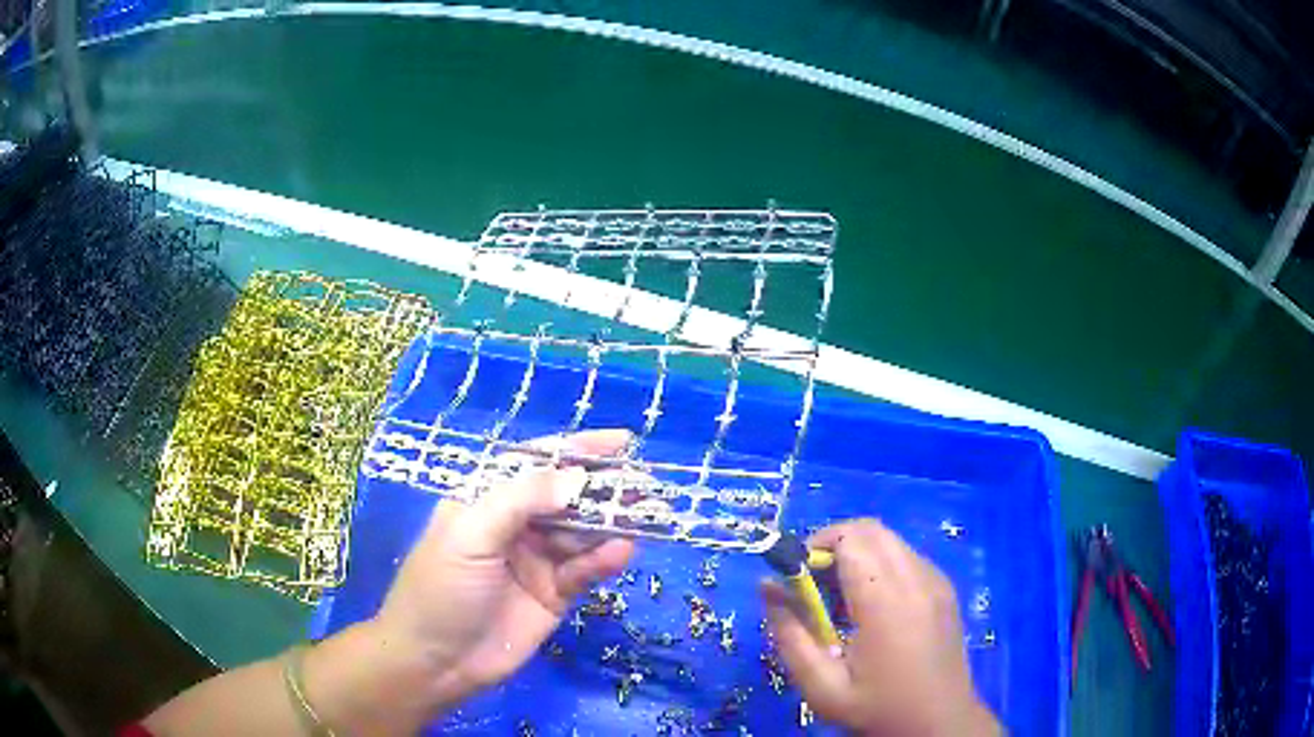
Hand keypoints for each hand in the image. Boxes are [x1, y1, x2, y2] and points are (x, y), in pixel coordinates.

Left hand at [372, 429, 636, 712]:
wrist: (436, 662)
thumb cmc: (441, 589)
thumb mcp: (471, 535)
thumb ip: (521, 501)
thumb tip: (577, 476)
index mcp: (486, 499)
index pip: (535, 463)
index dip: (576, 450)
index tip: (621, 442)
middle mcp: (515, 524)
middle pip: (566, 497)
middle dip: (603, 488)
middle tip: (645, 483)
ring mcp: (537, 559)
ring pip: (582, 533)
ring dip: (611, 523)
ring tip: (647, 514)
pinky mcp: (555, 594)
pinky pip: (585, 569)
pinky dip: (604, 559)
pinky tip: (621, 552)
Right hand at [761, 519, 999, 735]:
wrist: (939, 723)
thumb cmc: (877, 708)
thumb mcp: (821, 685)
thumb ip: (789, 634)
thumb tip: (767, 586)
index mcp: (887, 601)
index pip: (850, 538)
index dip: (815, 547)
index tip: (796, 580)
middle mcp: (917, 578)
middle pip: (870, 530)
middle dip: (833, 545)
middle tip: (814, 587)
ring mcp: (936, 580)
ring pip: (890, 540)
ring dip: (858, 555)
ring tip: (841, 600)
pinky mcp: (945, 588)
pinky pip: (906, 557)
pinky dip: (881, 565)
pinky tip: (872, 607)